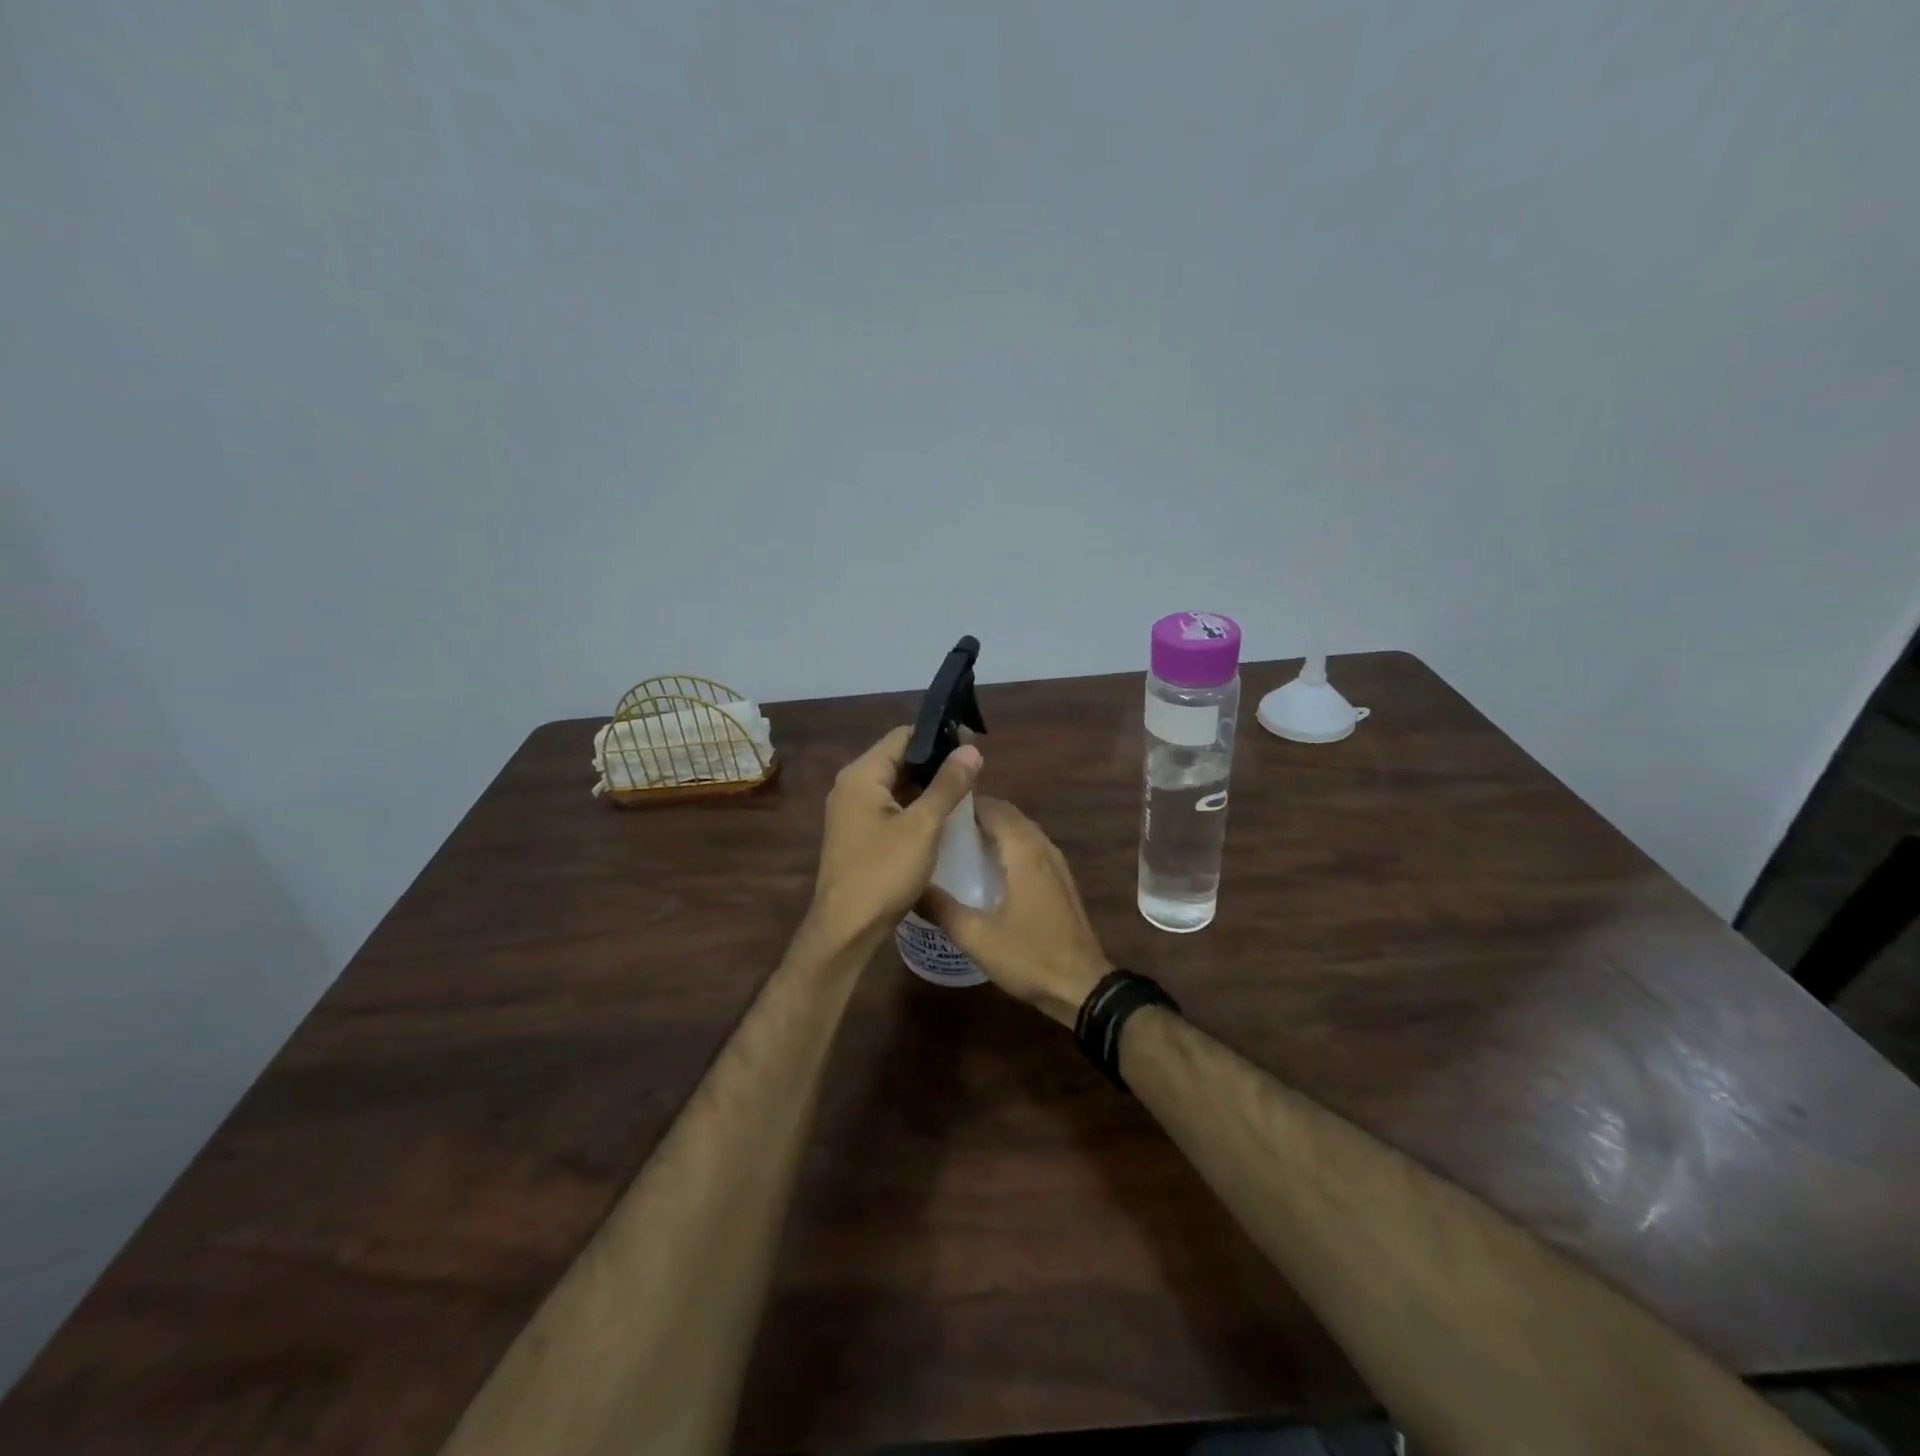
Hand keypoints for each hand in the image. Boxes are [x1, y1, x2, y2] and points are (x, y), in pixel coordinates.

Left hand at [806, 726, 982, 948]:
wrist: (847, 929)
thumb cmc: (884, 872)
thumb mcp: (923, 826)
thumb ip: (947, 785)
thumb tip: (971, 749)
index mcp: (861, 776)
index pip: (903, 736)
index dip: (938, 736)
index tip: (972, 745)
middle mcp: (851, 787)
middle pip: (898, 759)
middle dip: (936, 763)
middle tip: (975, 771)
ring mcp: (851, 812)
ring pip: (896, 785)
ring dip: (927, 786)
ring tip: (965, 791)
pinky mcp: (858, 834)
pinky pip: (890, 807)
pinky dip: (915, 806)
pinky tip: (941, 817)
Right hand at [919, 797, 1111, 1026]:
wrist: (1082, 987)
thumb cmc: (1029, 956)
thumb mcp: (976, 936)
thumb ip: (941, 908)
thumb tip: (910, 886)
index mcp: (1025, 851)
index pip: (993, 808)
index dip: (965, 803)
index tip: (936, 808)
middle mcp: (1043, 848)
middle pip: (1009, 815)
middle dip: (978, 814)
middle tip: (942, 825)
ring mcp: (1057, 864)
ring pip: (1022, 831)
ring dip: (995, 829)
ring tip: (960, 842)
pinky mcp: (1061, 881)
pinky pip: (1032, 848)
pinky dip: (1009, 845)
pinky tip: (989, 868)